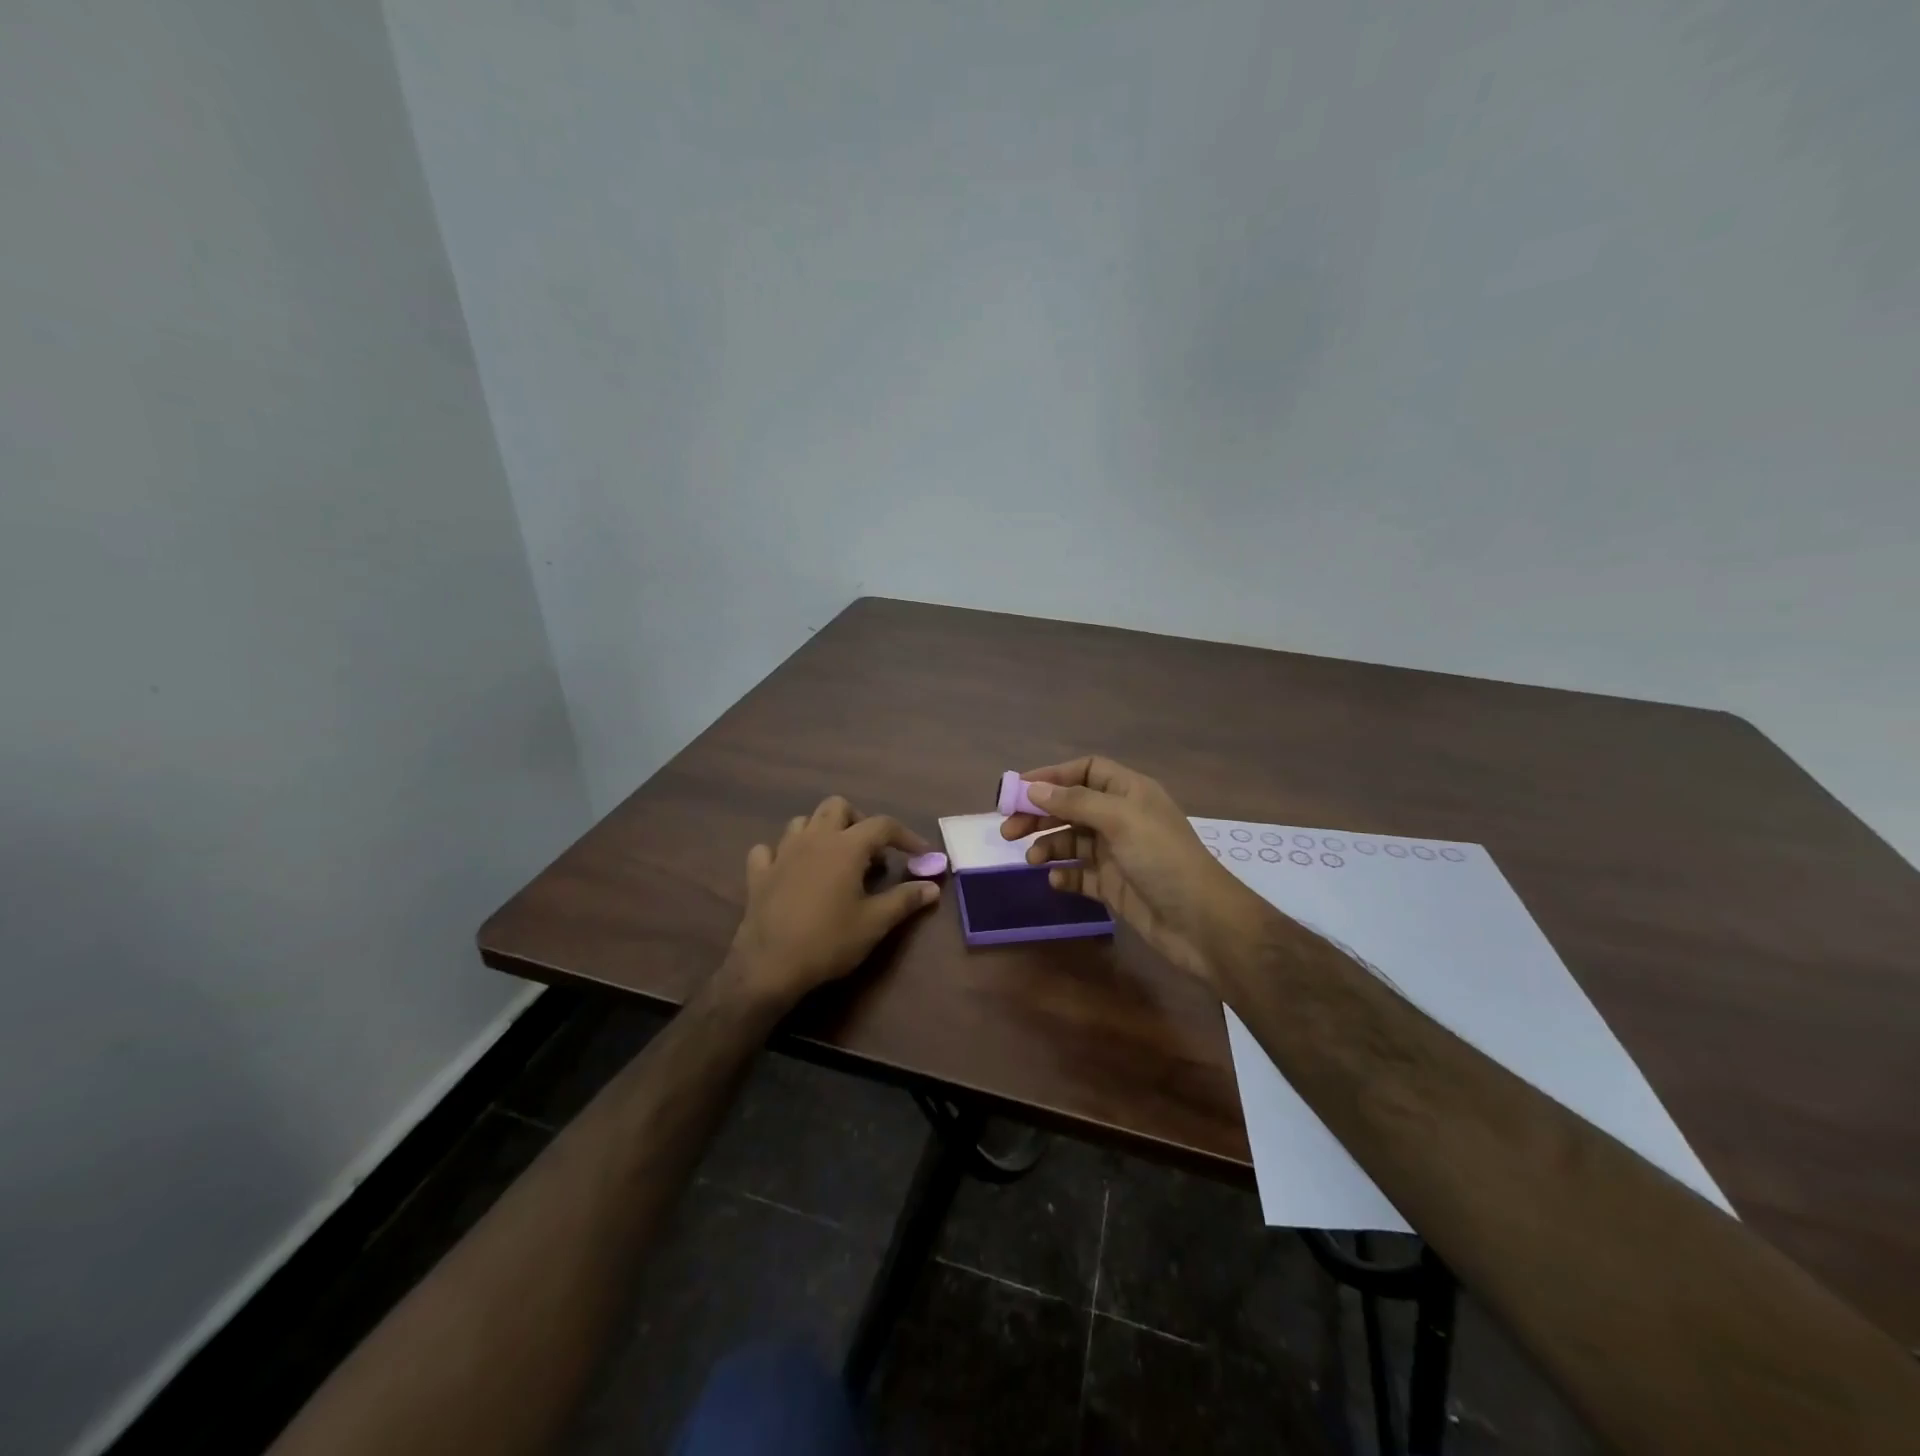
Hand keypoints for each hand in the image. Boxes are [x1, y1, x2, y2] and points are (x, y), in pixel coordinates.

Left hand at [726, 796, 940, 1008]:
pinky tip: (791, 870)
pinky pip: (769, 849)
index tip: (921, 854)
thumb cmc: (829, 941)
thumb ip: (905, 899)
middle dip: (858, 821)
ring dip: (822, 831)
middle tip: (871, 851)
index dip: (906, 836)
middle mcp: (814, 839)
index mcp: (846, 846)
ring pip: (803, 822)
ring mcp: (782, 853)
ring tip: (834, 858)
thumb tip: (932, 887)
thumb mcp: (875, 922)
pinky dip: (782, 853)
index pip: (883, 825)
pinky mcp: (759, 873)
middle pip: (837, 807)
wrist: (770, 966)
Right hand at [1000, 756, 1273, 990]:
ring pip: (1072, 840)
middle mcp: (1122, 818)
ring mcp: (1117, 853)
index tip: (1018, 789)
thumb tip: (1033, 788)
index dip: (1052, 776)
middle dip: (1040, 814)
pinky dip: (1065, 874)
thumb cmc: (1162, 859)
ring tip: (1031, 859)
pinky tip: (1057, 880)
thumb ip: (1075, 802)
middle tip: (1007, 829)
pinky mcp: (1114, 886)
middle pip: (1072, 805)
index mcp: (1129, 792)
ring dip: (1049, 844)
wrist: (1201, 923)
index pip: (1086, 770)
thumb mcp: (1119, 820)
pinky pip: (1081, 874)